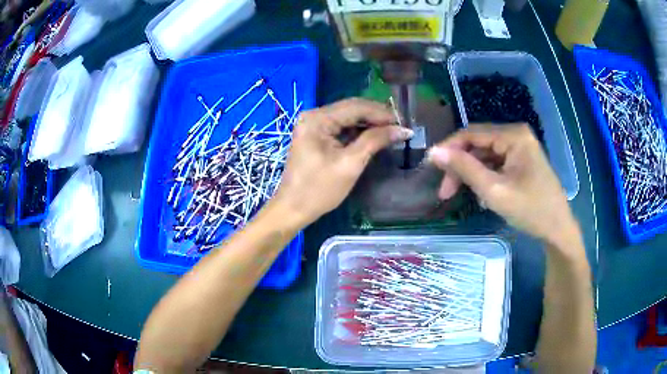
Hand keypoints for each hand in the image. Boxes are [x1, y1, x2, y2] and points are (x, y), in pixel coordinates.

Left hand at [271, 98, 412, 226]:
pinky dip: (358, 131)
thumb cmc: (319, 189)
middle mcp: (313, 115)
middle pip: (351, 109)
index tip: (404, 122)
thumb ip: (375, 141)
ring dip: (369, 123)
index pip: (356, 106)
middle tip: (400, 127)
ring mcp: (313, 125)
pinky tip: (374, 136)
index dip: (382, 113)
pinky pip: (341, 127)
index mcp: (318, 119)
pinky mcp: (315, 135)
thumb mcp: (350, 164)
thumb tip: (403, 130)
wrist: (293, 209)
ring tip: (391, 131)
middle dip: (377, 116)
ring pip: (348, 117)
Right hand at [428, 124, 580, 251]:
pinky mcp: (522, 161)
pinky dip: (484, 177)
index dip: (449, 148)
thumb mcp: (494, 191)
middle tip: (445, 191)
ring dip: (471, 173)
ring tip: (460, 195)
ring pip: (486, 155)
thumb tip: (434, 151)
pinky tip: (480, 194)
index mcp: (513, 136)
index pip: (472, 133)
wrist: (557, 229)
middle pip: (478, 144)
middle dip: (460, 166)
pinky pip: (496, 163)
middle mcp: (516, 135)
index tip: (431, 167)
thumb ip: (464, 168)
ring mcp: (520, 148)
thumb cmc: (530, 210)